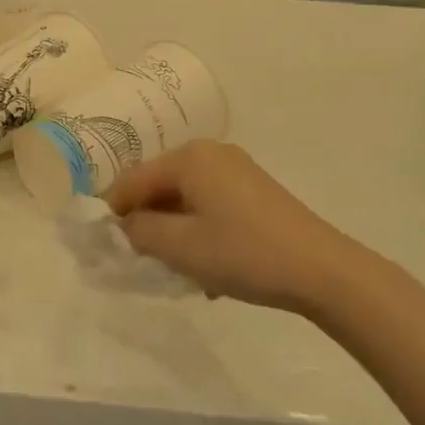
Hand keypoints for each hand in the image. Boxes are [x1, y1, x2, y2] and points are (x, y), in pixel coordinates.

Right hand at [105, 141, 383, 316]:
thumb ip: (139, 231)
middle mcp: (211, 154)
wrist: (323, 271)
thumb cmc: (243, 253)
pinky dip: (198, 232)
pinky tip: (208, 269)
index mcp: (189, 157)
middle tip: (139, 260)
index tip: (101, 243)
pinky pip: (209, 206)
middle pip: (159, 187)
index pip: (132, 180)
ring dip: (173, 233)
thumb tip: (122, 226)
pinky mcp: (254, 192)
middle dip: (146, 223)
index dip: (112, 211)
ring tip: (177, 271)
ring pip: (184, 200)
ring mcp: (236, 171)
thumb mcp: (180, 246)